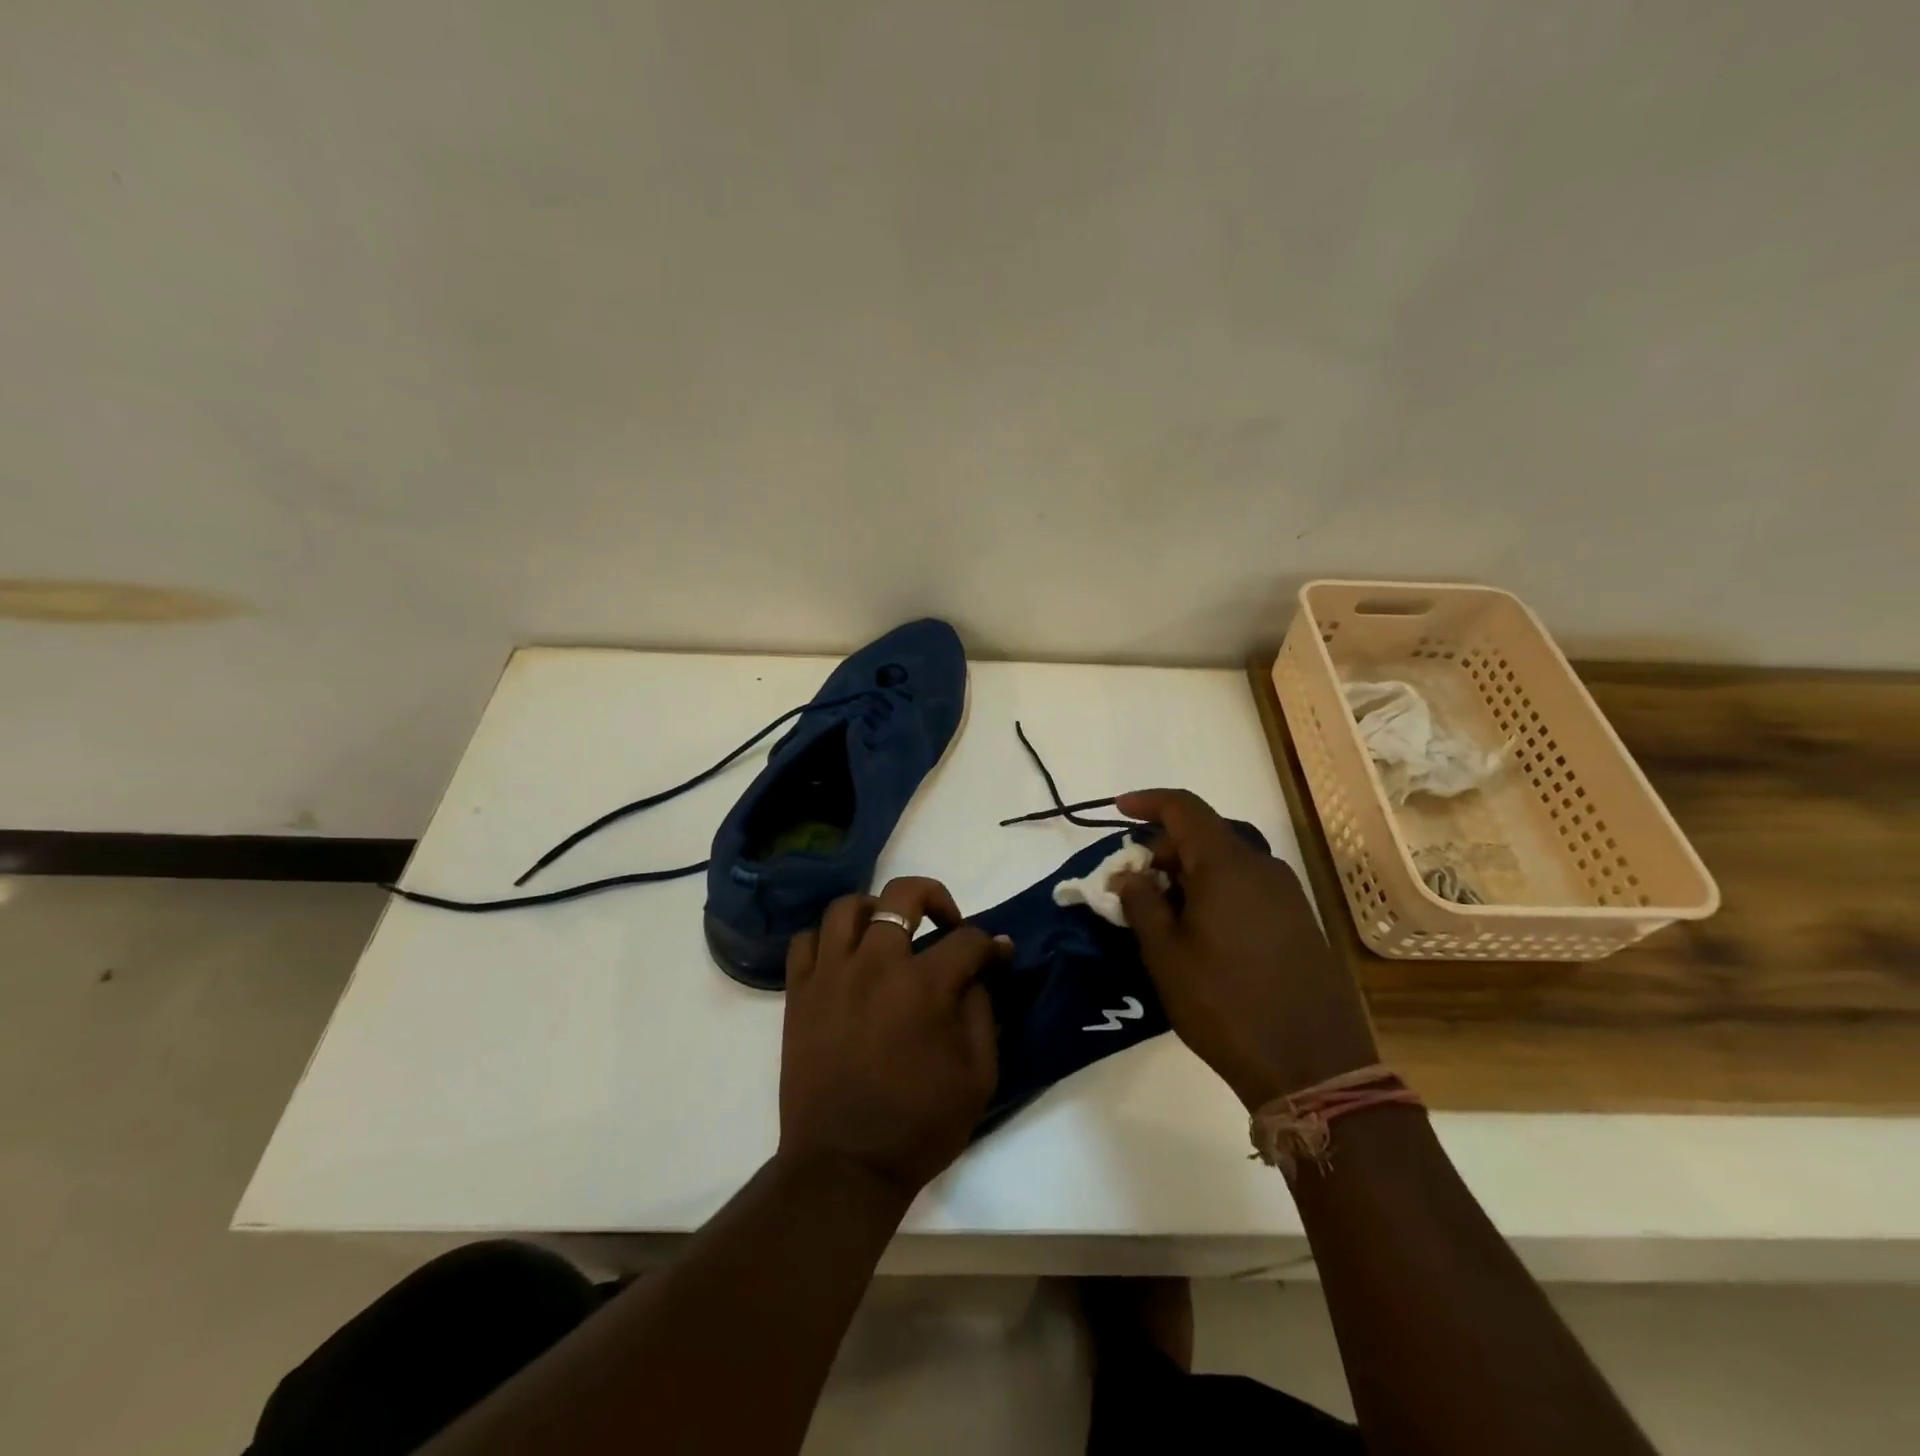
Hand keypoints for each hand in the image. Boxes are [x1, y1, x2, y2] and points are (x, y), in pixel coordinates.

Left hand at [779, 877, 1006, 1198]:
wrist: (844, 1166)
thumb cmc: (919, 1126)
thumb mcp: (978, 1076)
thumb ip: (982, 1013)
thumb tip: (980, 972)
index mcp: (924, 986)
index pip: (967, 940)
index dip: (990, 944)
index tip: (998, 953)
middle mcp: (875, 965)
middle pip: (904, 895)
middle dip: (936, 896)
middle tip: (946, 922)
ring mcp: (830, 975)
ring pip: (848, 907)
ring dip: (876, 910)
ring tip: (889, 935)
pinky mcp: (799, 993)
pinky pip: (806, 941)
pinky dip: (828, 939)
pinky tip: (845, 960)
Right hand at [1113, 789, 1378, 1110]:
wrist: (1314, 1066)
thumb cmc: (1225, 1004)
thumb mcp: (1166, 956)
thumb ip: (1142, 903)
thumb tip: (1129, 874)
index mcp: (1227, 865)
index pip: (1184, 808)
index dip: (1149, 802)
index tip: (1120, 809)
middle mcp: (1262, 867)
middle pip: (1205, 835)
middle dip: (1164, 849)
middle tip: (1134, 886)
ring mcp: (1288, 894)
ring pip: (1228, 863)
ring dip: (1190, 873)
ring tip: (1164, 914)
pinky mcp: (1301, 921)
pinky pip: (1249, 887)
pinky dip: (1218, 892)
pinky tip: (1203, 933)